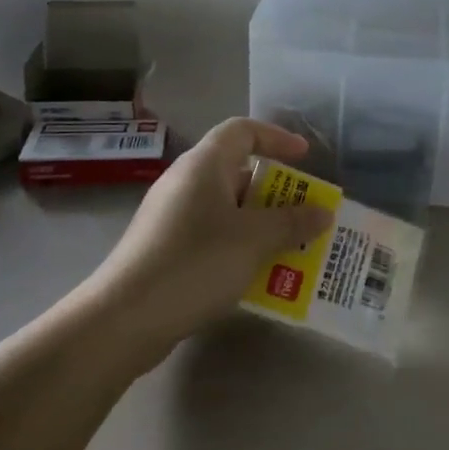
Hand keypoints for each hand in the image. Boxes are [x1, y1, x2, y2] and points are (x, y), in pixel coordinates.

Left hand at [81, 118, 332, 368]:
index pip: (243, 130)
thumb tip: (324, 212)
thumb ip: (293, 222)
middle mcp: (185, 183)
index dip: (277, 138)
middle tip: (306, 213)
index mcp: (204, 165)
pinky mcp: (164, 248)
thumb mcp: (255, 240)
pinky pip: (213, 234)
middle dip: (277, 192)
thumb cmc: (196, 263)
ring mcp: (172, 217)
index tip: (306, 158)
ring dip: (262, 224)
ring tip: (291, 246)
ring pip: (228, 208)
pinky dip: (240, 245)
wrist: (124, 319)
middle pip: (238, 171)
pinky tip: (258, 274)